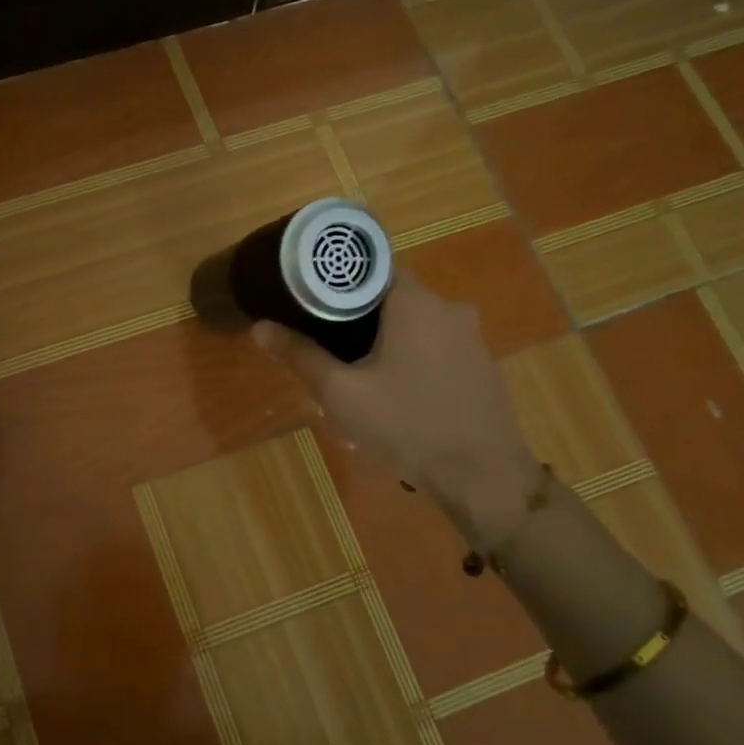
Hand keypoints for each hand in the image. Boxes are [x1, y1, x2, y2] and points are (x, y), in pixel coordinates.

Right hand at [253, 271, 542, 541]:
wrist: (482, 475)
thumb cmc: (406, 424)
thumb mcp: (341, 393)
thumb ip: (301, 356)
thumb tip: (260, 328)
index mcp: (415, 302)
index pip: (370, 269)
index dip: (337, 284)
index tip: (312, 304)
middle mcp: (448, 307)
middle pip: (391, 297)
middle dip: (358, 317)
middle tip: (327, 343)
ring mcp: (471, 336)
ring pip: (415, 323)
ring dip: (386, 339)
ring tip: (356, 371)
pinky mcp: (482, 364)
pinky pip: (436, 346)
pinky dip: (412, 357)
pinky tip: (396, 391)